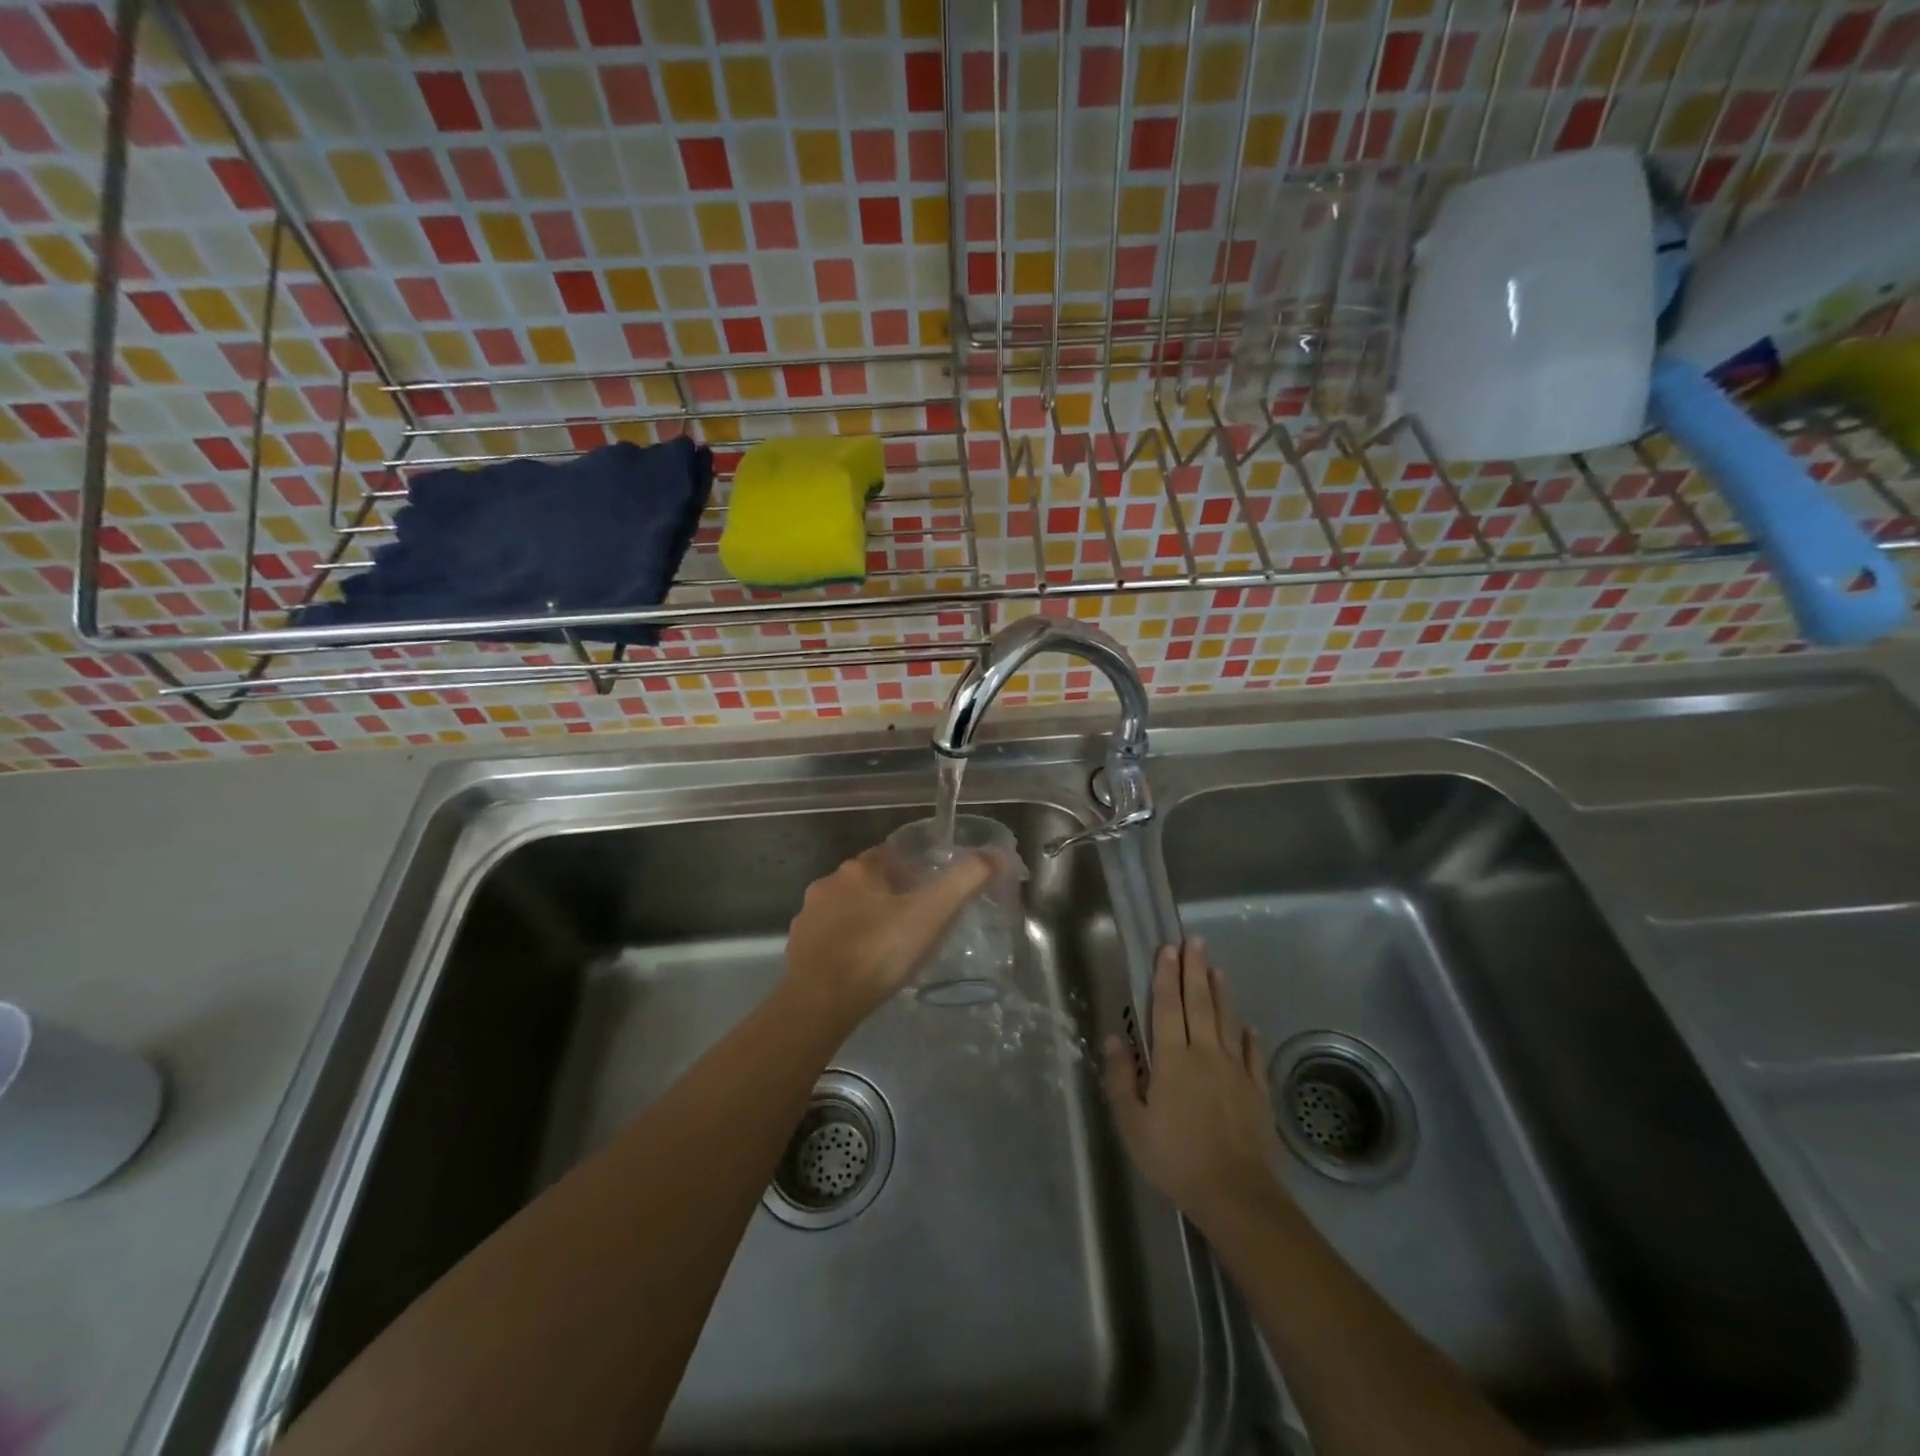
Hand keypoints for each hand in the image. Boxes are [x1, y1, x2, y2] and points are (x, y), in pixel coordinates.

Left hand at [784, 845, 995, 1022]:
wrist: (821, 1002)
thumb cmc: (879, 950)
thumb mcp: (932, 914)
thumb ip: (965, 882)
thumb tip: (998, 854)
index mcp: (859, 869)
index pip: (889, 854)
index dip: (912, 867)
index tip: (930, 887)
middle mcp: (828, 884)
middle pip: (867, 881)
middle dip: (889, 894)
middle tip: (917, 920)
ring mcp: (808, 917)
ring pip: (846, 909)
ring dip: (865, 919)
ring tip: (891, 945)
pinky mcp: (798, 948)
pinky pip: (829, 938)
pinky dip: (846, 945)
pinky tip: (862, 966)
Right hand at [1103, 939, 1287, 1230]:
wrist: (1235, 1194)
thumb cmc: (1175, 1159)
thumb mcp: (1133, 1124)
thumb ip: (1121, 1078)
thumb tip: (1114, 1038)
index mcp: (1172, 1059)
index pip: (1168, 1006)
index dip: (1166, 976)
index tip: (1167, 948)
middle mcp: (1205, 1054)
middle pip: (1198, 1003)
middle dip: (1194, 970)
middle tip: (1194, 941)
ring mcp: (1235, 1071)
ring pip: (1226, 1021)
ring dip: (1219, 992)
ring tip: (1216, 968)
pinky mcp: (1256, 1091)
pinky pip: (1252, 1056)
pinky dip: (1248, 1037)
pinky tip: (1248, 1026)